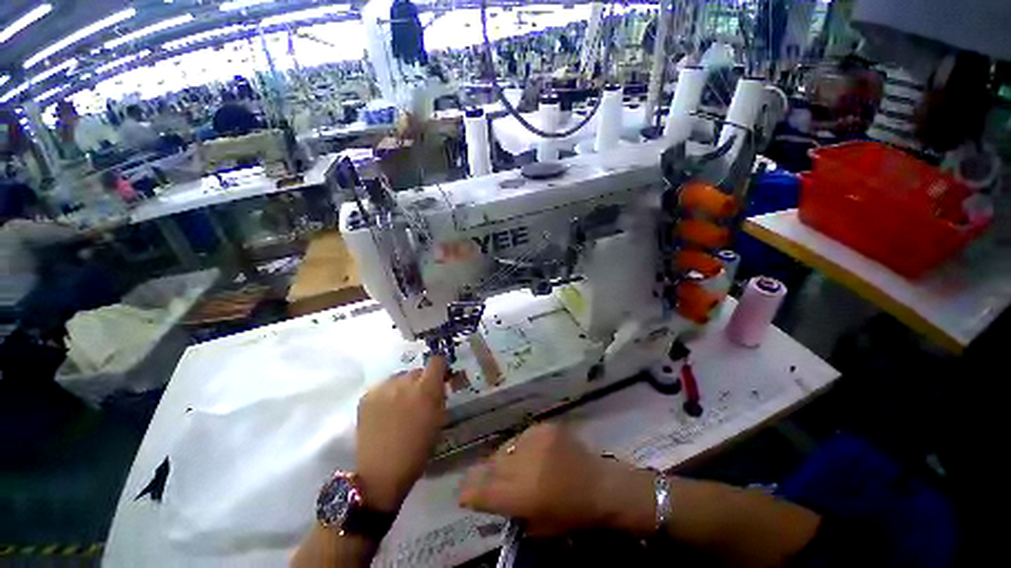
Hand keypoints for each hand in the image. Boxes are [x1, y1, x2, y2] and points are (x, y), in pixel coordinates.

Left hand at [356, 356, 447, 512]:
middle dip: (421, 382)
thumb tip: (439, 383)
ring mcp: (383, 388)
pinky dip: (387, 396)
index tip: (440, 378)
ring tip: (399, 407)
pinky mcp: (366, 397)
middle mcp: (405, 382)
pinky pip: (382, 388)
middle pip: (417, 371)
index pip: (436, 361)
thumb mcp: (439, 420)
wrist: (381, 474)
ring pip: (399, 378)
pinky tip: (385, 413)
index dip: (440, 368)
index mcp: (426, 389)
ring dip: (403, 388)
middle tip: (419, 400)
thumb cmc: (417, 450)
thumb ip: (440, 396)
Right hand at [459, 423, 651, 535]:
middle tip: (490, 479)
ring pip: (506, 447)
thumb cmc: (572, 514)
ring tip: (515, 465)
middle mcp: (526, 463)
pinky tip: (532, 453)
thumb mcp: (538, 525)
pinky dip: (522, 446)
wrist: (601, 485)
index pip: (484, 491)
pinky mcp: (545, 426)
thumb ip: (510, 511)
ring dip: (505, 459)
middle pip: (492, 465)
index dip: (470, 492)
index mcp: (524, 494)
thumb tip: (487, 497)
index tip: (464, 494)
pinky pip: (523, 436)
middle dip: (487, 474)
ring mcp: (535, 440)